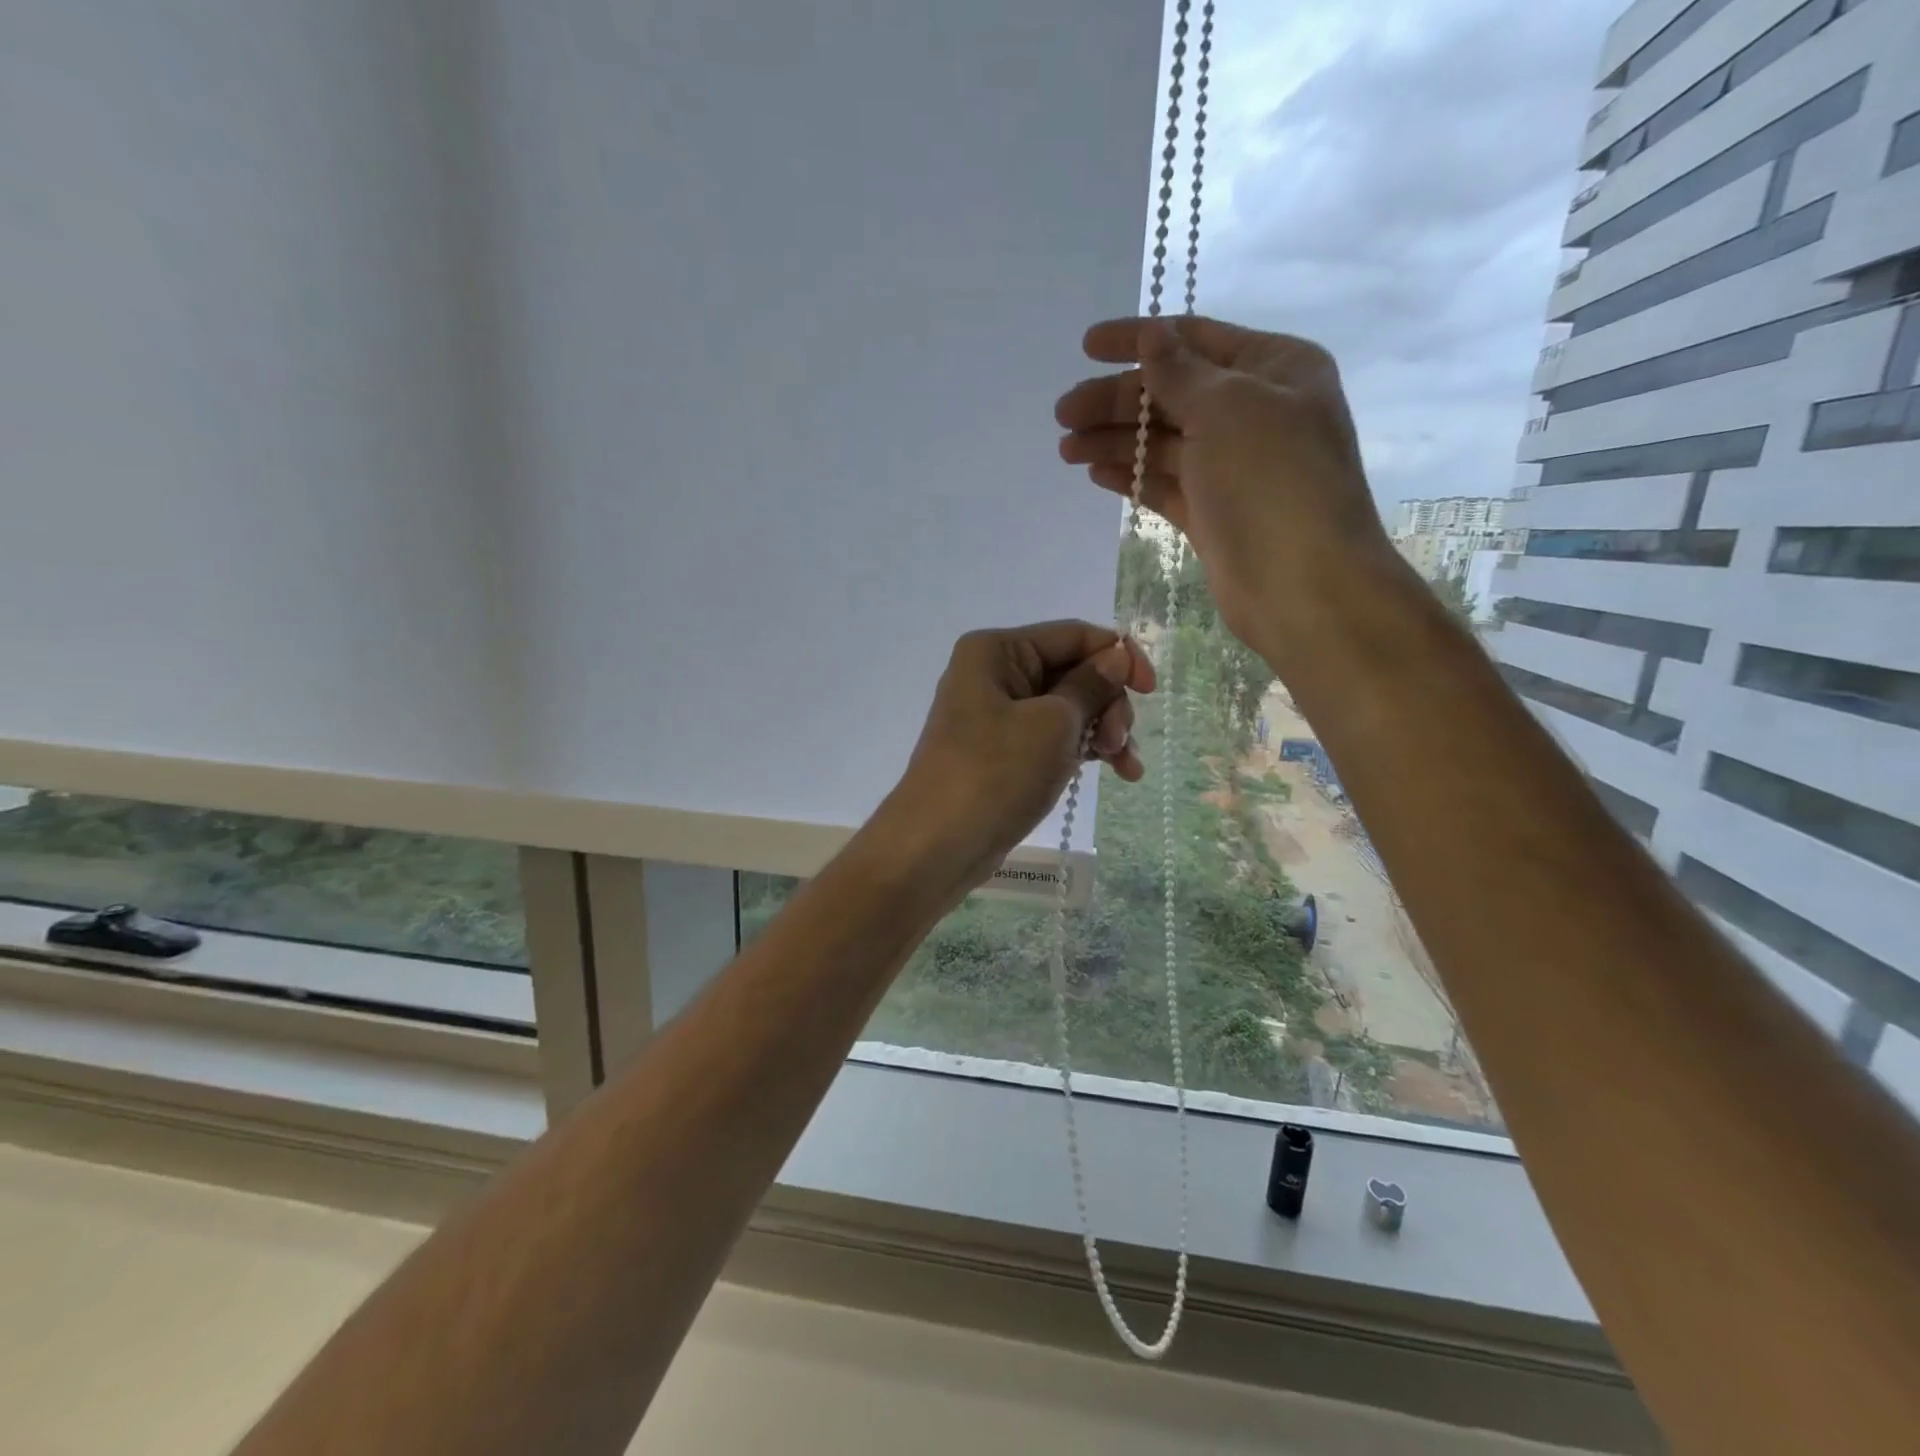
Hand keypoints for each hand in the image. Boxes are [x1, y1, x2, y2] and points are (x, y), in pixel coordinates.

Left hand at [880, 622, 1155, 889]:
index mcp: (997, 651)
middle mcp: (996, 674)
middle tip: (1119, 743)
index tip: (1152, 691)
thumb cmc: (995, 774)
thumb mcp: (1052, 724)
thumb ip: (1090, 685)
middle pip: (1074, 671)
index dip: (1118, 656)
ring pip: (1069, 708)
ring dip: (1104, 731)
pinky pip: (1055, 737)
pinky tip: (1116, 772)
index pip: (1073, 636)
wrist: (938, 846)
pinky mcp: (1005, 752)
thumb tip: (1116, 656)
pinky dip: (1085, 750)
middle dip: (1108, 704)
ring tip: (1125, 767)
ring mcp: (999, 715)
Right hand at [1054, 316, 1390, 656]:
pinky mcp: (1211, 513)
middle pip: (1172, 394)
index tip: (1085, 346)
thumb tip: (1151, 337)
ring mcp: (1232, 467)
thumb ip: (1180, 372)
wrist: (1301, 586)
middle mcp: (1254, 412)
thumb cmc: (1272, 481)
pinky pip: (1164, 484)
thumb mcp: (1227, 407)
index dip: (1138, 339)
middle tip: (1063, 414)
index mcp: (1274, 369)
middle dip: (1117, 401)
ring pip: (1163, 442)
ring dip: (1115, 440)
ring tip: (1066, 449)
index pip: (1194, 339)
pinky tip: (1094, 473)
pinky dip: (1131, 476)